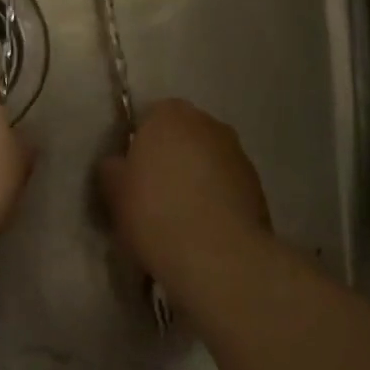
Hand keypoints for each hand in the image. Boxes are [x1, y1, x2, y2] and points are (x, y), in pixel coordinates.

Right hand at [99, 99, 272, 290]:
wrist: (217, 256)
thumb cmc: (155, 212)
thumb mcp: (114, 191)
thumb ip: (112, 169)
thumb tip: (118, 165)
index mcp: (170, 114)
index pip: (150, 118)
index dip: (141, 146)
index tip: (134, 176)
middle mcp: (207, 123)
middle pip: (183, 137)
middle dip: (171, 160)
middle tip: (155, 197)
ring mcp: (237, 153)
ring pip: (207, 161)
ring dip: (197, 180)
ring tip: (182, 220)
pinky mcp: (258, 186)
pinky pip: (227, 187)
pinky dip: (217, 201)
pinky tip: (205, 232)